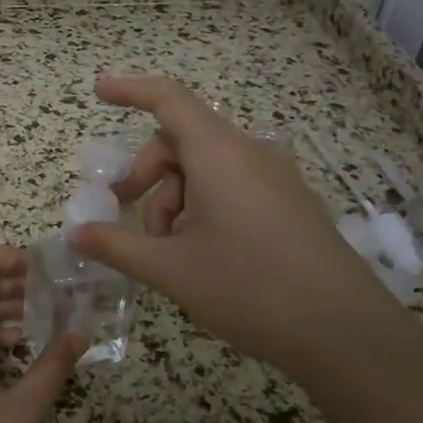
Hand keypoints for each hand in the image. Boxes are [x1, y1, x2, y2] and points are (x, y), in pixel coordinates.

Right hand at [68, 73, 396, 375]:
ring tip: (167, 251)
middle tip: (125, 213)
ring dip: (174, 198)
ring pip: (207, 168)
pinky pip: (235, 186)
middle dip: (146, 174)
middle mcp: (251, 153)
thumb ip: (118, 245)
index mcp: (220, 154)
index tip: (99, 91)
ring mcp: (277, 178)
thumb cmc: (249, 289)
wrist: (346, 332)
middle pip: (182, 141)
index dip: (130, 90)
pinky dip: (203, 206)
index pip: (168, 99)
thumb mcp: (172, 269)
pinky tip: (201, 253)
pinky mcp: (292, 203)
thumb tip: (76, 233)